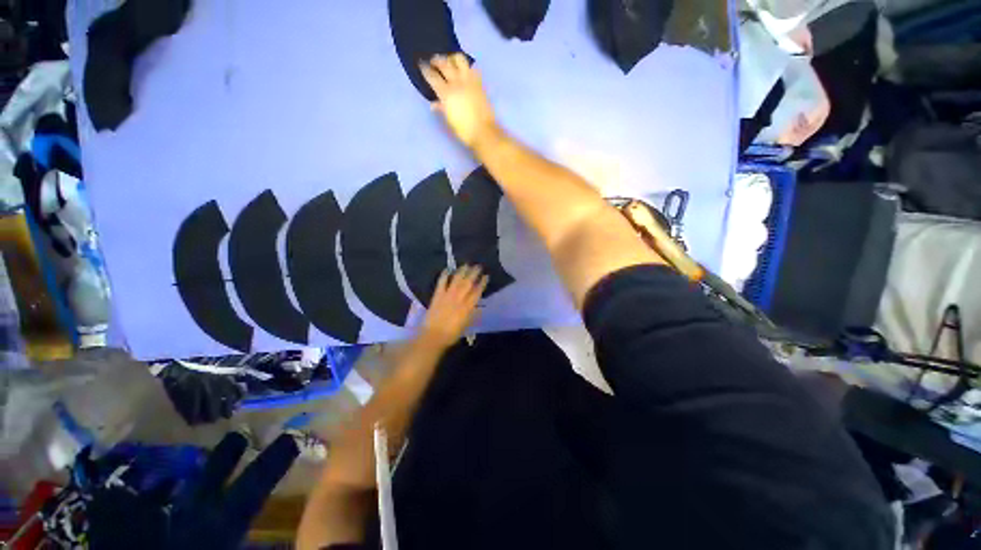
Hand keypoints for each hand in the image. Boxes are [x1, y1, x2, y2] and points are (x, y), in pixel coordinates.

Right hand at [420, 54, 500, 148]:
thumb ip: (442, 108)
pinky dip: (466, 66)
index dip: (425, 69)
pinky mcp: (479, 82)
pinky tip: (464, 70)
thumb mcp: (450, 120)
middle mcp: (456, 82)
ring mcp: (469, 80)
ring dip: (452, 58)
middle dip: (436, 60)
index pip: (432, 76)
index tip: (422, 64)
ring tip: (450, 61)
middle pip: (444, 64)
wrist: (484, 131)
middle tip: (433, 61)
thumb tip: (434, 104)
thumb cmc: (464, 130)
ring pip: (459, 59)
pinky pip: (472, 68)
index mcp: (446, 93)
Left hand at [421, 265, 488, 347]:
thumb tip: (478, 306)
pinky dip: (444, 275)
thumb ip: (473, 314)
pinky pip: (442, 282)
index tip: (486, 276)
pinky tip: (448, 269)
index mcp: (467, 307)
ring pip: (456, 280)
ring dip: (462, 271)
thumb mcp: (466, 325)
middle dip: (474, 273)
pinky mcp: (437, 295)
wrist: (433, 336)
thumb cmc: (452, 334)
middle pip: (468, 283)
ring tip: (466, 265)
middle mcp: (459, 299)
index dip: (482, 283)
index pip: (477, 292)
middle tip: (478, 266)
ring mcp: (447, 295)